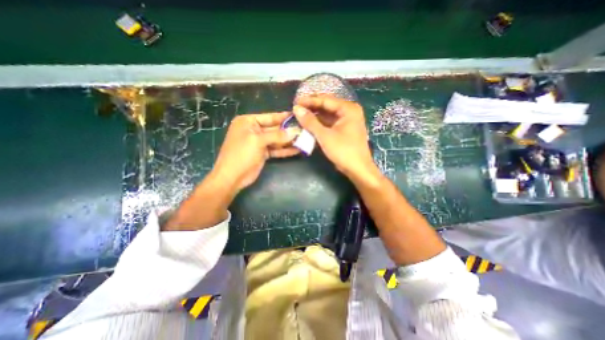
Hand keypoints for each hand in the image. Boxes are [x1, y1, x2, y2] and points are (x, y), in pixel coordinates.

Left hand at [212, 113, 298, 191]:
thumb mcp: (258, 141)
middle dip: (289, 131)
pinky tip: (297, 150)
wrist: (232, 177)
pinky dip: (285, 150)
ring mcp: (259, 143)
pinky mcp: (263, 153)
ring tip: (304, 140)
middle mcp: (254, 130)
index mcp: (248, 122)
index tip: (299, 116)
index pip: (270, 117)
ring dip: (289, 141)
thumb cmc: (242, 154)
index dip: (284, 117)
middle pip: (275, 129)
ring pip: (277, 140)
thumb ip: (278, 135)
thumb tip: (295, 131)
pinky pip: (276, 149)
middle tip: (305, 130)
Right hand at [293, 94, 375, 180]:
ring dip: (314, 117)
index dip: (309, 101)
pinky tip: (309, 125)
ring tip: (300, 117)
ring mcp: (347, 121)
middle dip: (311, 108)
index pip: (325, 100)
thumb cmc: (343, 151)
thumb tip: (296, 109)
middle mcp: (349, 111)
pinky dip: (319, 124)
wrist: (358, 169)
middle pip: (327, 106)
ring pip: (327, 115)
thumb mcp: (325, 136)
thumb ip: (310, 122)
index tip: (294, 103)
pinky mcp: (344, 130)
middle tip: (296, 110)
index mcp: (348, 109)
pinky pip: (330, 123)